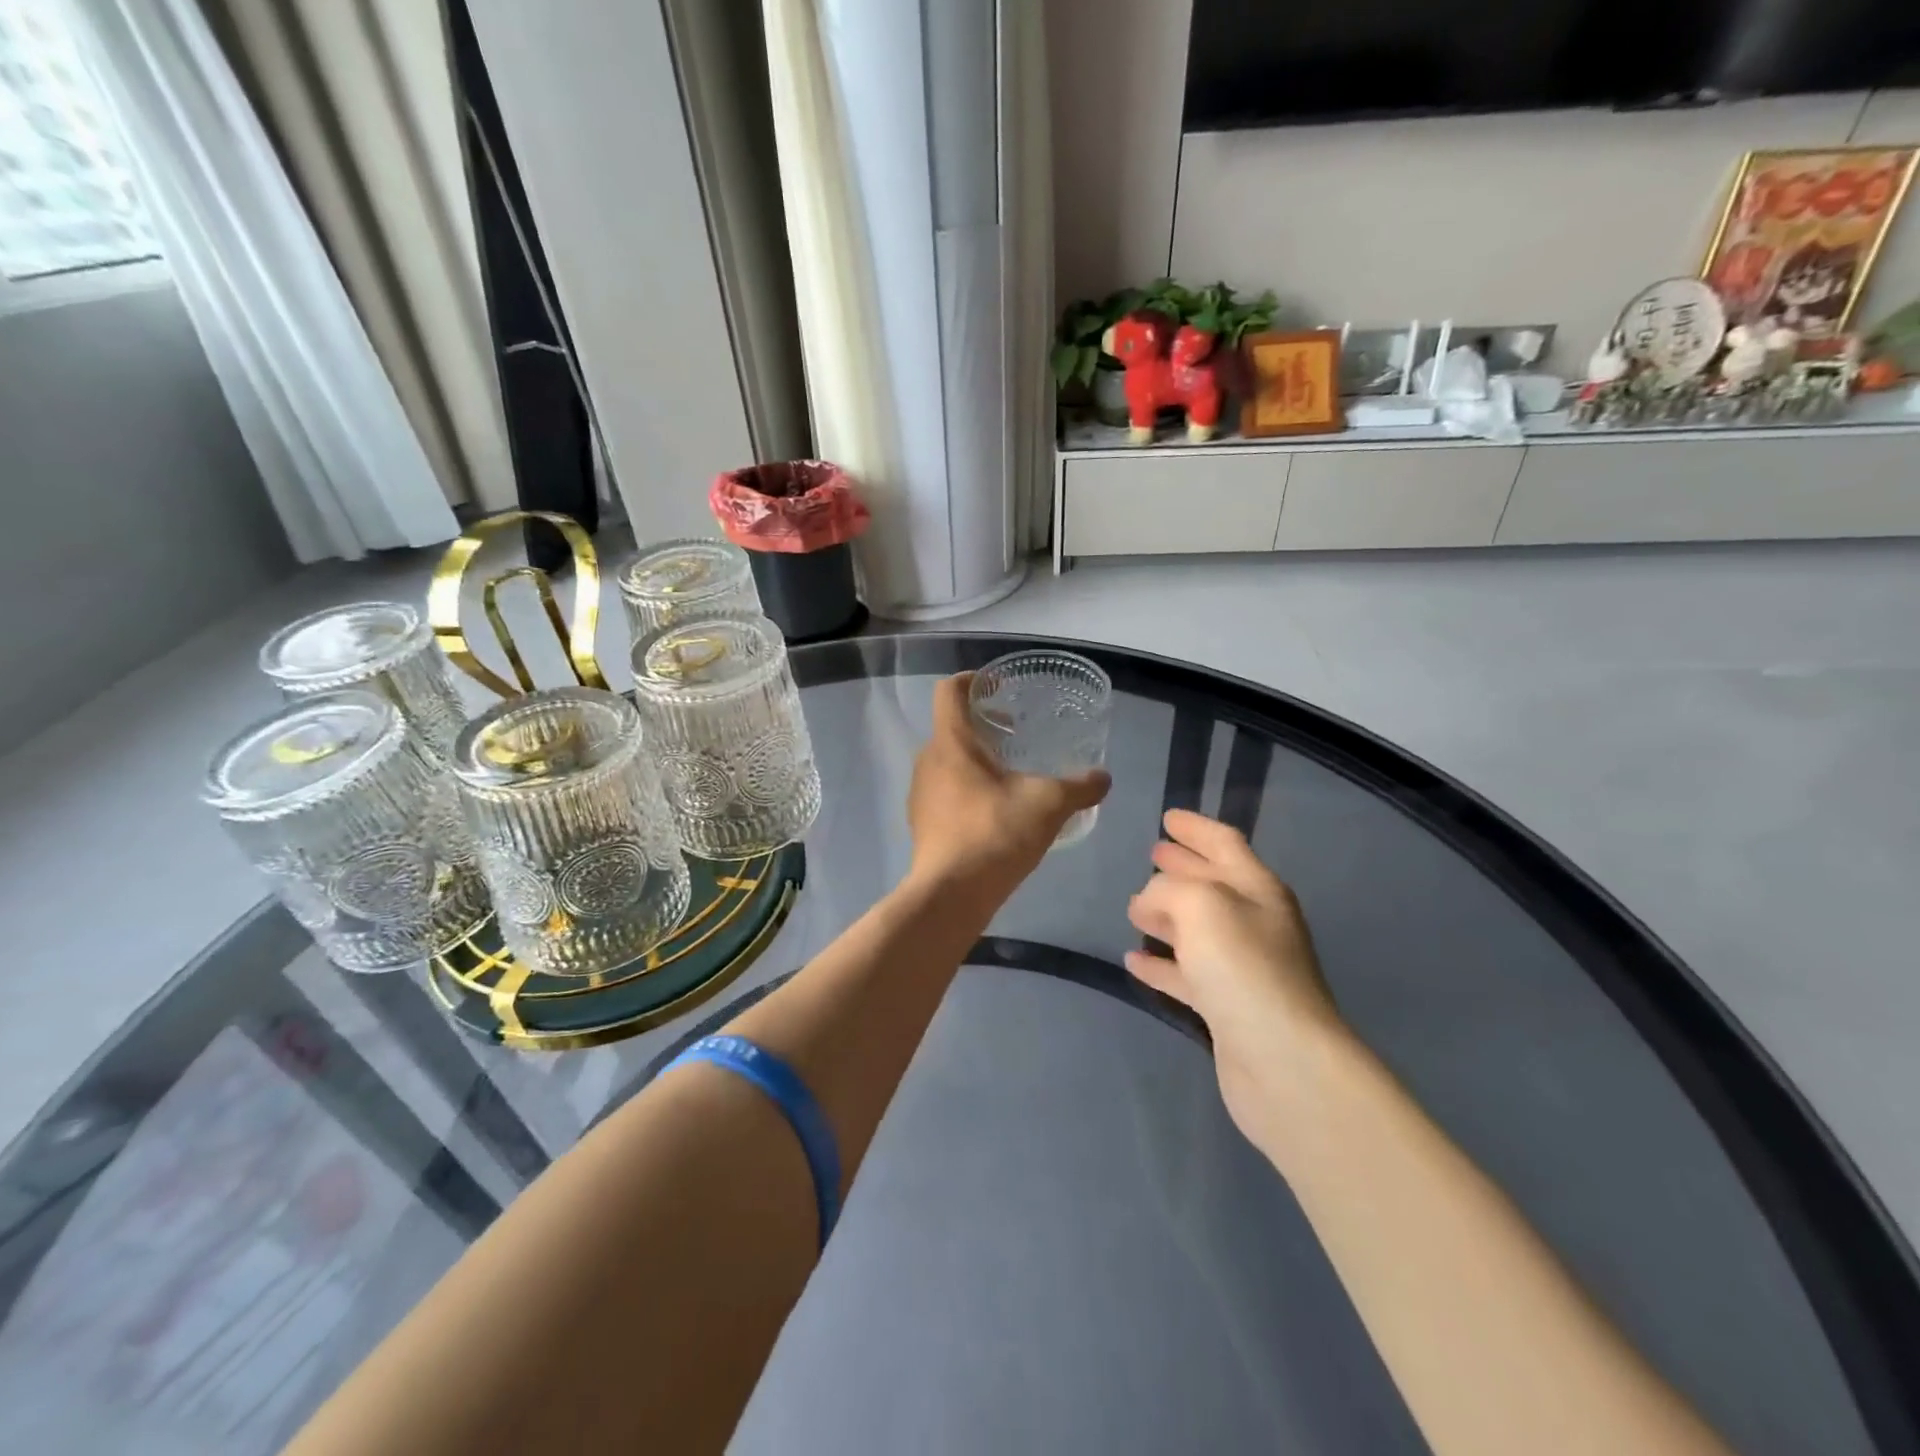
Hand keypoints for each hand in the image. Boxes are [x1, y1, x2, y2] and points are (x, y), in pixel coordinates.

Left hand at [907, 673, 1109, 902]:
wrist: (951, 894)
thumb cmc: (995, 834)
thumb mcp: (1047, 804)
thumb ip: (1079, 787)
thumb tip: (1104, 778)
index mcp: (951, 742)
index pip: (950, 691)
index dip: (973, 680)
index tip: (999, 687)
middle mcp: (928, 760)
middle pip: (951, 726)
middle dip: (983, 724)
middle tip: (1016, 732)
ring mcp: (920, 792)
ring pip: (948, 760)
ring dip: (976, 758)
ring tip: (1010, 773)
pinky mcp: (922, 821)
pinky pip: (944, 789)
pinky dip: (968, 787)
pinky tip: (995, 809)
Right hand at [1125, 810, 1348, 1147]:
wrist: (1283, 1064)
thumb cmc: (1244, 969)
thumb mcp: (1201, 906)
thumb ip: (1168, 890)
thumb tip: (1150, 902)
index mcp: (1258, 890)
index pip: (1225, 844)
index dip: (1197, 828)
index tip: (1167, 817)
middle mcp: (1255, 924)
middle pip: (1213, 884)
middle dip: (1182, 867)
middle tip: (1151, 854)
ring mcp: (1242, 968)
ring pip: (1197, 930)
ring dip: (1167, 916)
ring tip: (1133, 906)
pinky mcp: (1226, 1008)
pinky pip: (1187, 974)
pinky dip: (1161, 964)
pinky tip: (1134, 960)